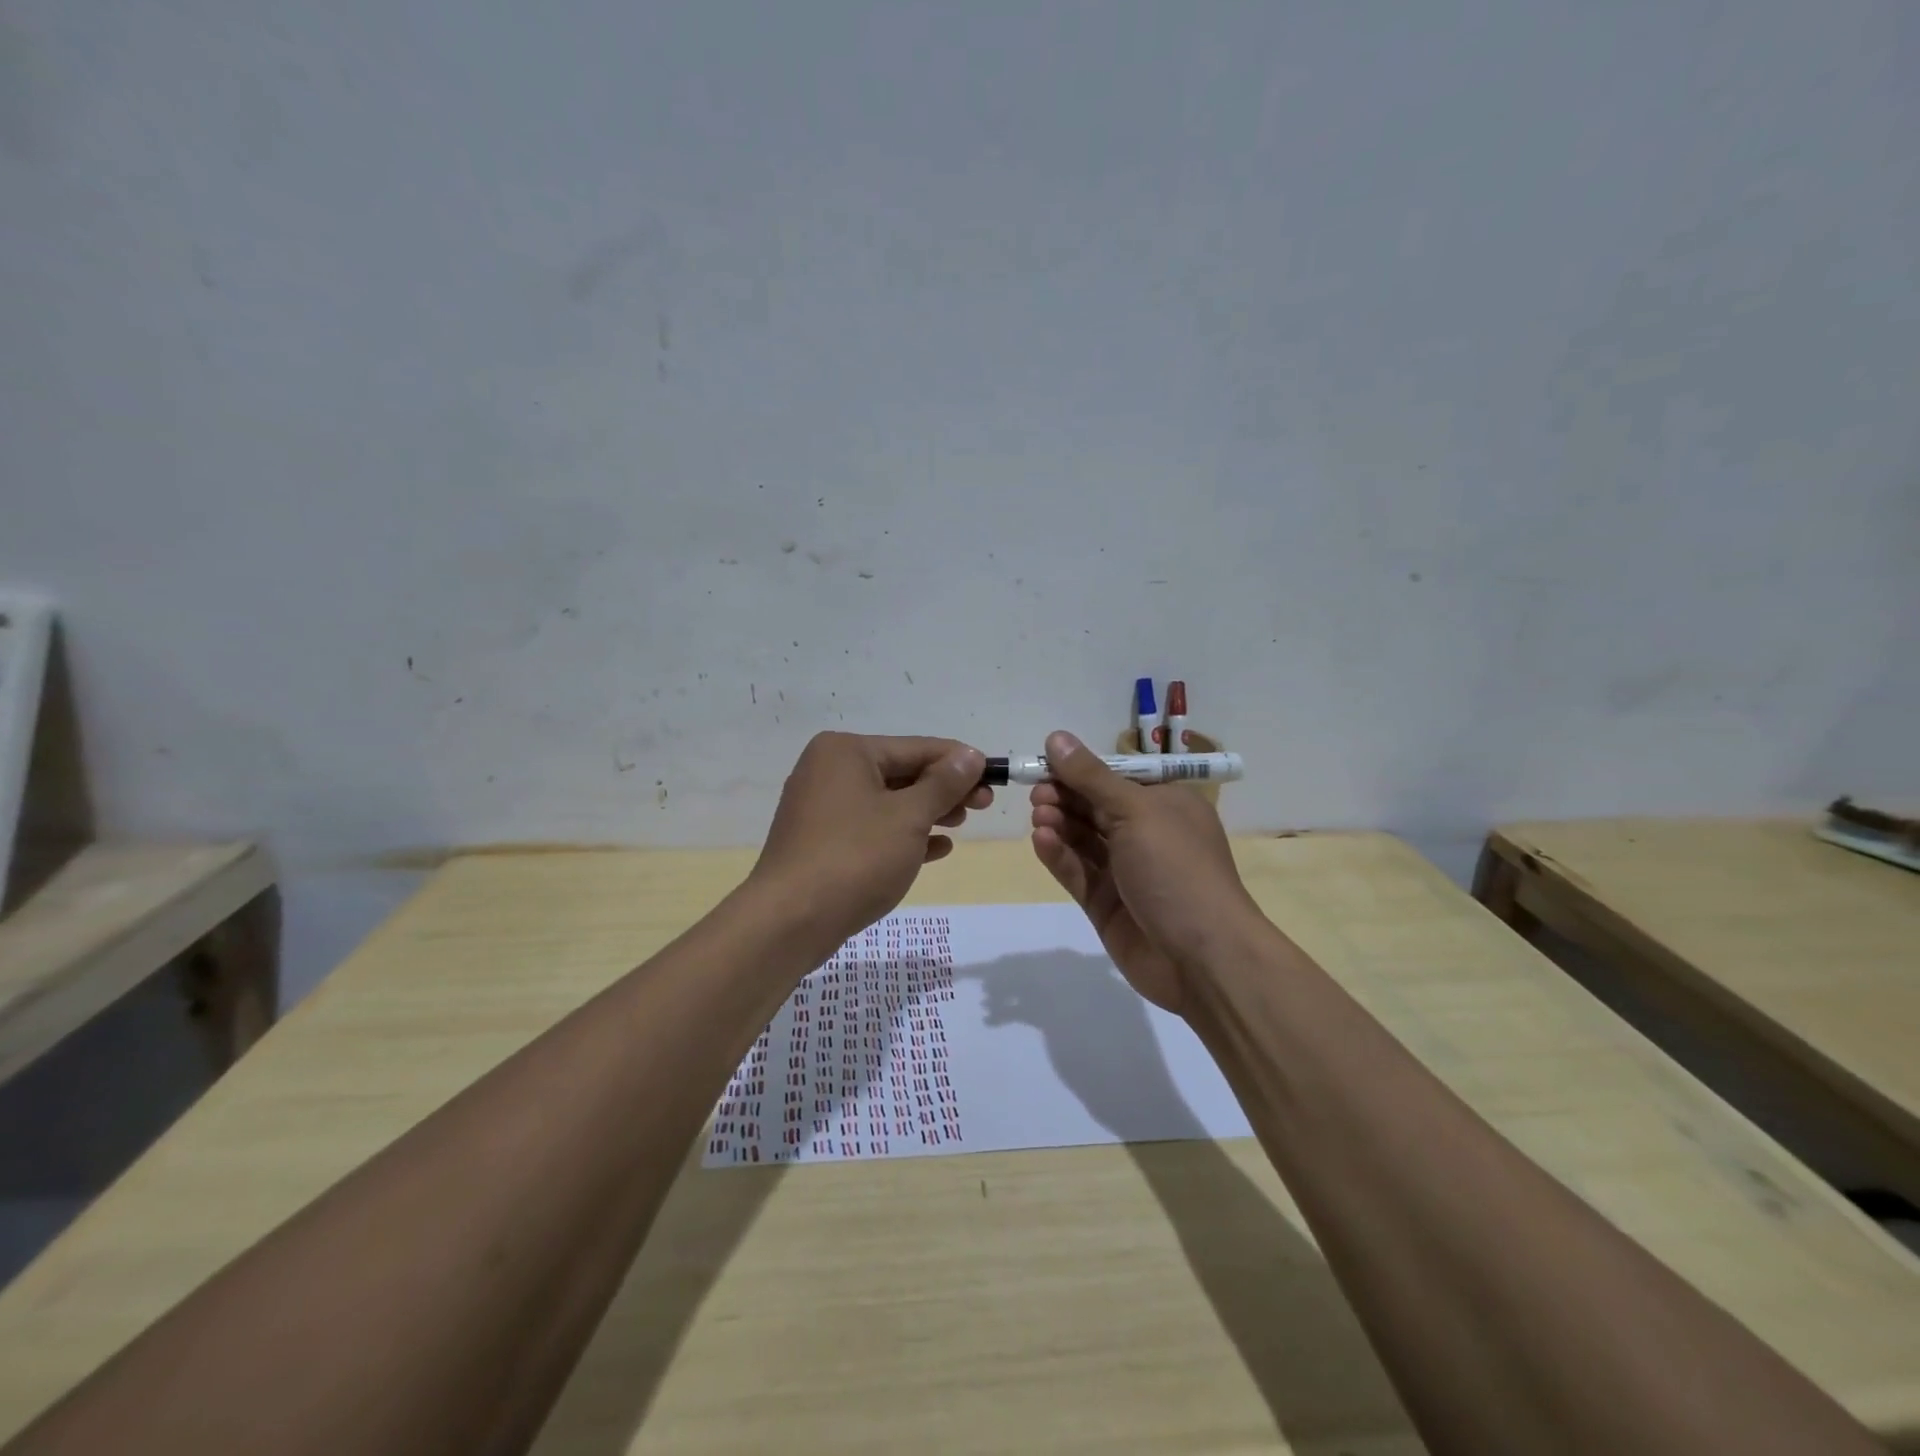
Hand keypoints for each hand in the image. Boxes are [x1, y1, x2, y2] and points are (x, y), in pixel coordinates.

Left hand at [751, 732, 990, 947]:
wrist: (790, 921)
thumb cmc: (855, 857)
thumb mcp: (909, 817)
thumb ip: (943, 783)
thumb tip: (971, 755)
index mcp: (846, 751)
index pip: (916, 747)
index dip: (959, 762)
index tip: (995, 777)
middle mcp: (829, 770)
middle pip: (901, 773)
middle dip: (944, 789)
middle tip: (984, 806)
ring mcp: (821, 808)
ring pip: (887, 802)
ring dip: (927, 812)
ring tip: (961, 825)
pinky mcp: (821, 842)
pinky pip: (871, 829)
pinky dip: (902, 835)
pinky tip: (936, 849)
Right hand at [1028, 730, 1259, 1014]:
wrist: (1201, 957)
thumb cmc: (1176, 868)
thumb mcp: (1136, 811)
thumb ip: (1091, 777)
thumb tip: (1056, 737)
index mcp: (1165, 805)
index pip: (1115, 777)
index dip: (1080, 769)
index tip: (1044, 763)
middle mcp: (1145, 834)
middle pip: (1095, 807)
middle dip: (1065, 796)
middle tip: (1037, 794)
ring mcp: (1125, 871)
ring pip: (1082, 839)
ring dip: (1059, 823)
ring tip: (1038, 817)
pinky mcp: (1105, 904)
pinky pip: (1077, 871)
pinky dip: (1059, 855)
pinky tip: (1041, 840)